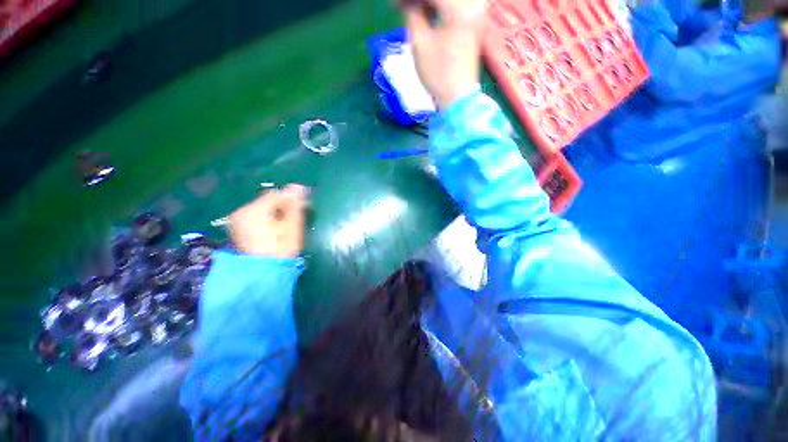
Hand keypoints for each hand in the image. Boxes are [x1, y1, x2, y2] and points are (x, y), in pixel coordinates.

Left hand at [228, 184, 308, 258]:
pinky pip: (257, 220)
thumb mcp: (291, 226)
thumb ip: (294, 205)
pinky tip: (277, 232)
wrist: (263, 277)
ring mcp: (238, 224)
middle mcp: (241, 213)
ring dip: (277, 215)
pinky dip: (269, 222)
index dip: (291, 199)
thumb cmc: (281, 249)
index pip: (275, 195)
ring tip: (288, 226)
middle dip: (284, 208)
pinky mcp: (240, 233)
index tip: (304, 207)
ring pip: (263, 211)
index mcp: (252, 210)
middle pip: (268, 203)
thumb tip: (297, 186)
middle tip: (297, 218)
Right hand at [403, 0, 485, 108]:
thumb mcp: (420, 43)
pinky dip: (438, 8)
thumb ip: (412, 14)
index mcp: (458, 7)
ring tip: (411, 12)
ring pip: (446, 0)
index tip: (393, 6)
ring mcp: (474, 13)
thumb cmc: (437, 74)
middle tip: (402, 9)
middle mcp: (471, 4)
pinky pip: (453, 6)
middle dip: (418, 1)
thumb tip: (408, 3)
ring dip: (427, 4)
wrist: (457, 97)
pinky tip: (425, 14)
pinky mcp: (473, 22)